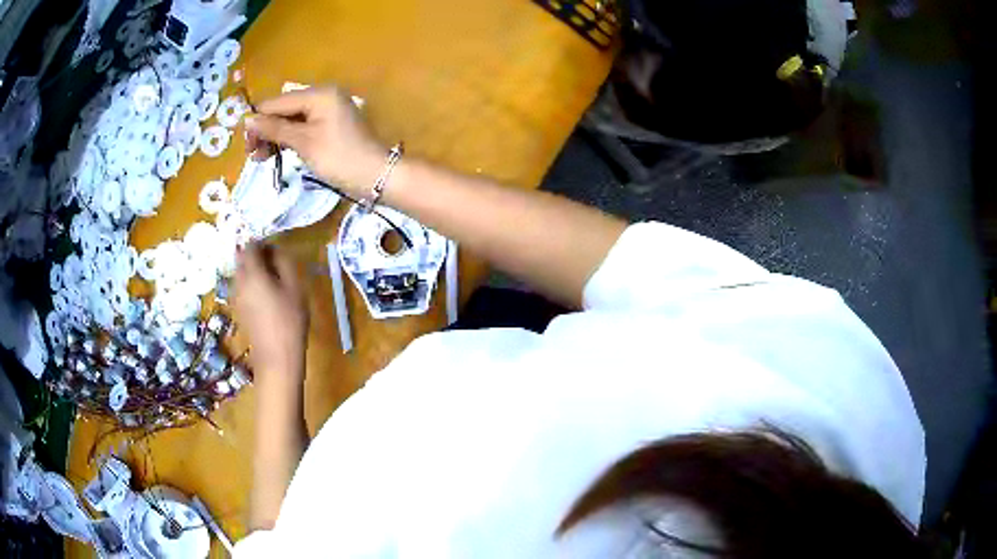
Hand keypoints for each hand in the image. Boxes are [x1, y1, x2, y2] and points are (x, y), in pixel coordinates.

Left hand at [232, 244, 308, 378]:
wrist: (276, 357)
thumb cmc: (289, 320)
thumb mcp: (294, 287)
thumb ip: (284, 262)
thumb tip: (276, 250)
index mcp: (252, 273)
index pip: (250, 246)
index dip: (263, 243)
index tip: (277, 250)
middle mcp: (238, 282)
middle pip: (241, 258)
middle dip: (255, 255)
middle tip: (275, 264)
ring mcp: (236, 297)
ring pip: (240, 273)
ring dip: (253, 270)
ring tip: (272, 281)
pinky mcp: (238, 310)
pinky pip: (241, 287)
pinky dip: (251, 284)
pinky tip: (266, 296)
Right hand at [244, 85, 385, 197]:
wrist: (375, 175)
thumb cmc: (338, 157)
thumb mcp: (303, 142)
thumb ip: (275, 128)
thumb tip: (248, 120)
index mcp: (319, 94)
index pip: (277, 102)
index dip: (258, 121)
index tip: (245, 144)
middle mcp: (324, 95)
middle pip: (284, 109)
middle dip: (266, 130)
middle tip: (254, 155)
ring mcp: (328, 109)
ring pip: (292, 119)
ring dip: (275, 136)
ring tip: (262, 158)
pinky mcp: (330, 124)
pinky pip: (303, 126)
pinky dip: (289, 138)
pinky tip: (278, 152)